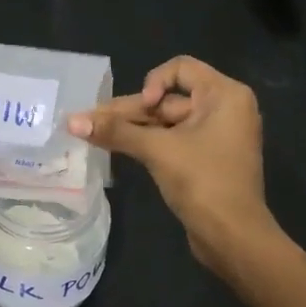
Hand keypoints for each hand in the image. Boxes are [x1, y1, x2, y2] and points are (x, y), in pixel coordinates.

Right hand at [69, 56, 274, 272]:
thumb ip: (116, 131)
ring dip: (132, 128)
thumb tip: (71, 121)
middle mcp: (224, 108)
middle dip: (130, 111)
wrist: (234, 238)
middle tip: (90, 121)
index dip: (154, 83)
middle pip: (168, 98)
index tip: (146, 109)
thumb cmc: (204, 182)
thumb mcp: (158, 151)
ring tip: (93, 133)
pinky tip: (114, 146)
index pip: (180, 68)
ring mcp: (215, 135)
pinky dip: (146, 142)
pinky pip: (172, 140)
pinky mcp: (205, 158)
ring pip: (165, 121)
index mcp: (225, 95)